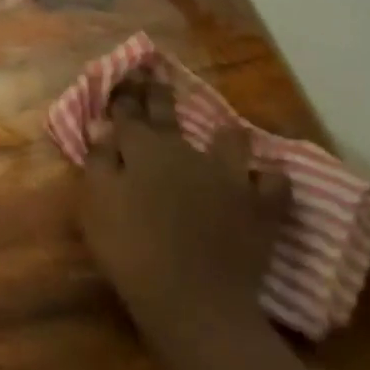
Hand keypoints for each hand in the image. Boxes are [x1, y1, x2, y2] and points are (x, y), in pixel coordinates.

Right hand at [77, 72, 289, 341]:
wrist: (192, 298)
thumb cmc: (131, 248)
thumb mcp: (97, 203)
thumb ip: (99, 160)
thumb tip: (102, 125)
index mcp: (143, 149)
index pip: (128, 112)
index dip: (123, 92)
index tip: (123, 71)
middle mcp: (185, 151)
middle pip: (169, 113)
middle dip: (158, 92)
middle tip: (155, 72)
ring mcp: (227, 176)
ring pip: (229, 141)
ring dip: (224, 133)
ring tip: (224, 129)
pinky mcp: (259, 207)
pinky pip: (272, 184)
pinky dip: (269, 179)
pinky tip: (267, 178)